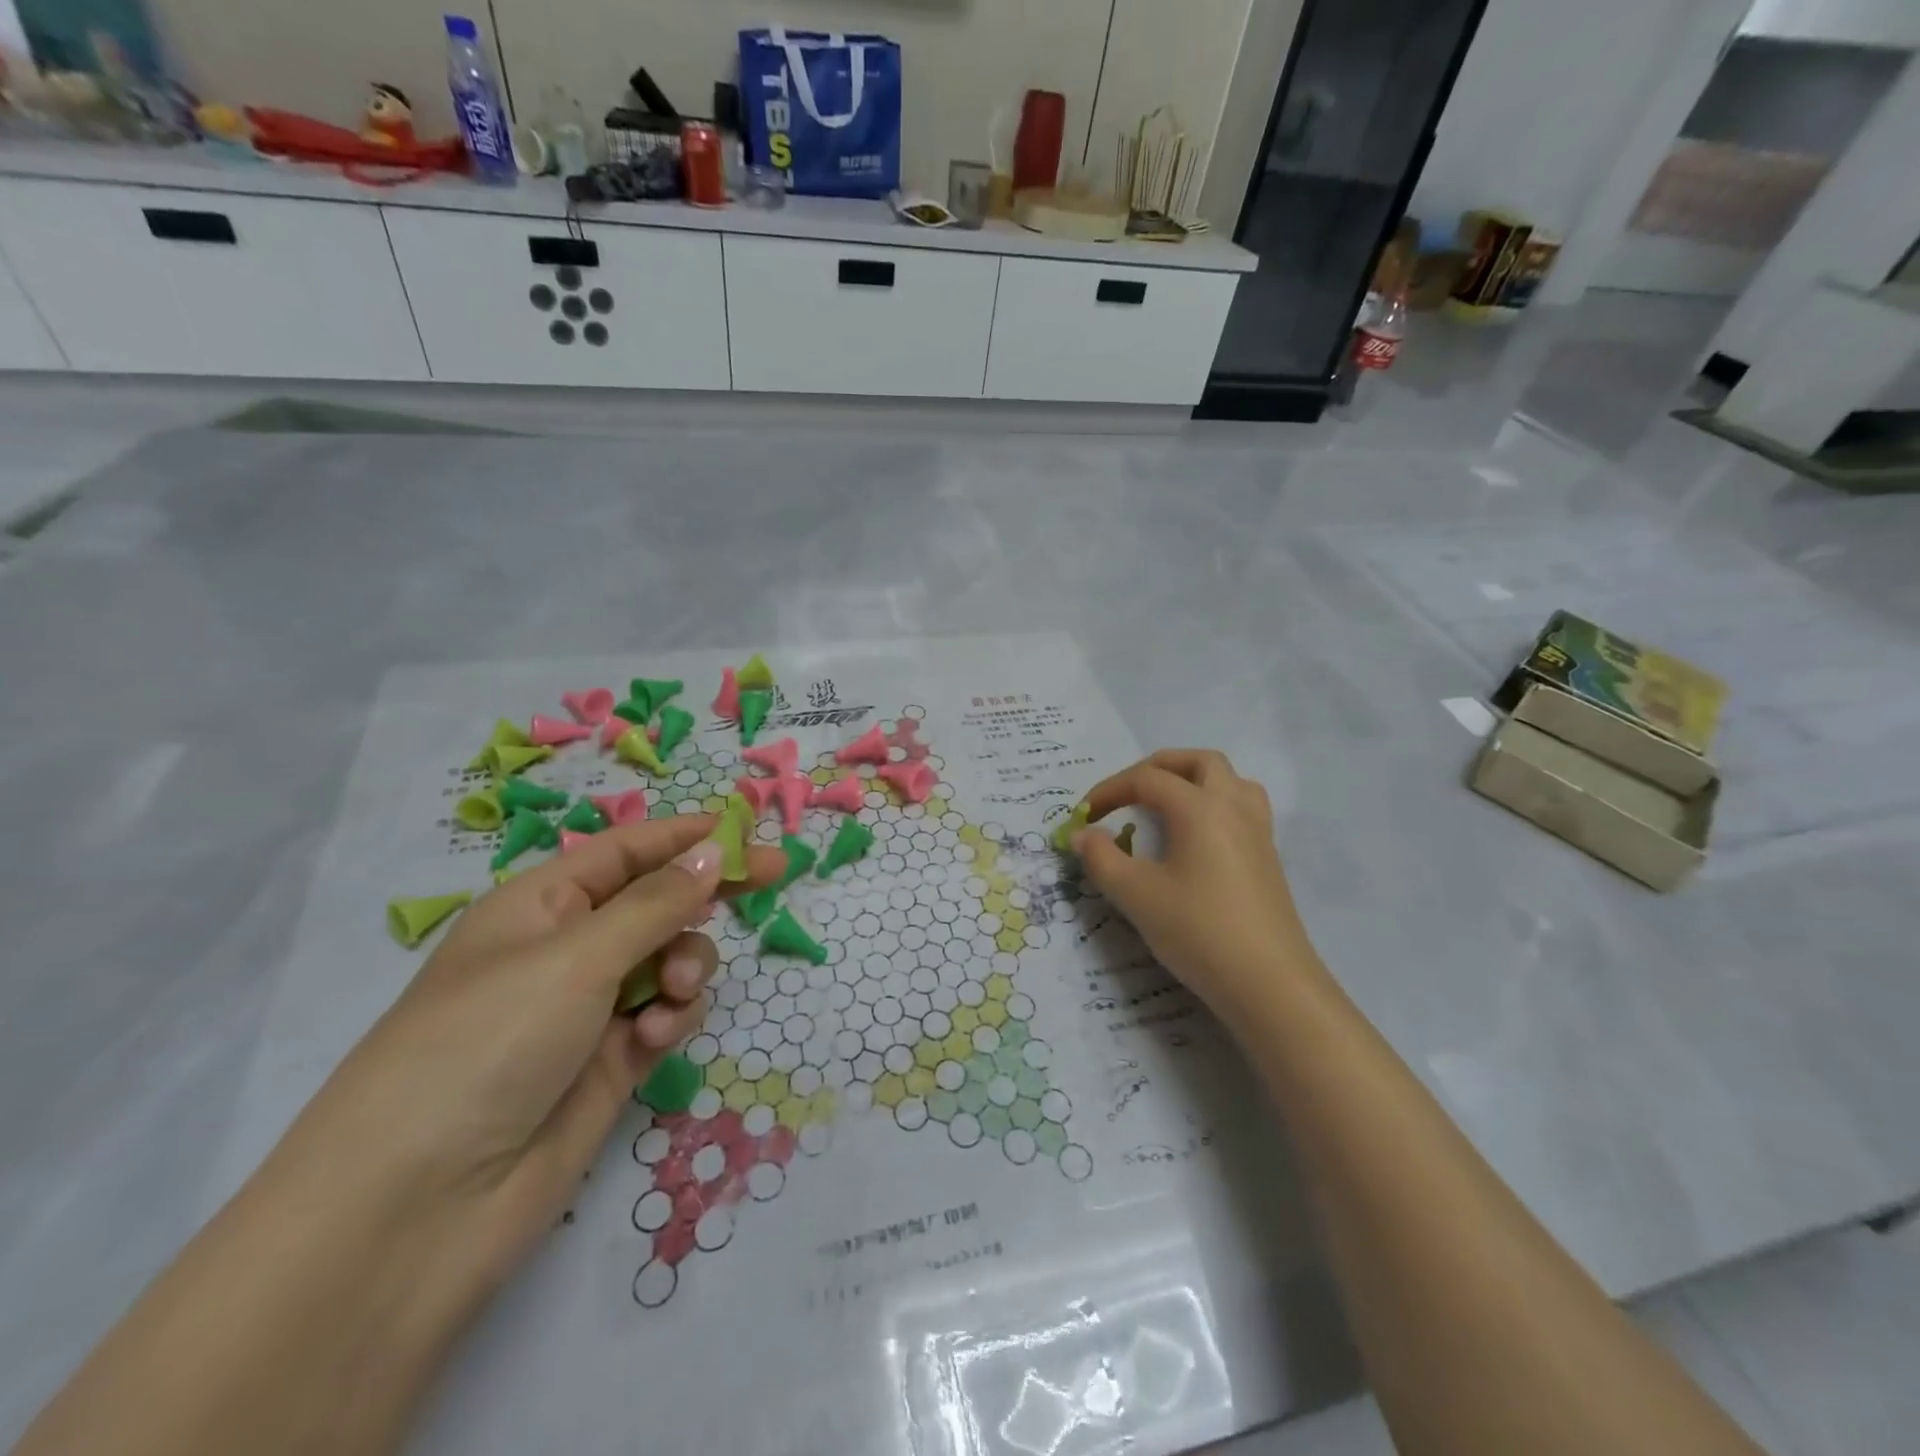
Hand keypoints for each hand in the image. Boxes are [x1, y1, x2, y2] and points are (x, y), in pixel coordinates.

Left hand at [276, 816, 782, 1311]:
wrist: (417, 1211)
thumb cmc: (486, 1045)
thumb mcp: (576, 958)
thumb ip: (657, 903)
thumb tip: (714, 852)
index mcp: (538, 906)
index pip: (625, 851)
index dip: (685, 836)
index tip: (748, 832)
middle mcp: (565, 950)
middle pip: (655, 901)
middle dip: (704, 894)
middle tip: (773, 878)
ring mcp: (588, 1010)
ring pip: (669, 959)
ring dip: (686, 964)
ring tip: (675, 992)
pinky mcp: (609, 1063)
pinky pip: (664, 1015)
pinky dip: (672, 1016)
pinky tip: (658, 1036)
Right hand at [1076, 750, 1317, 1019]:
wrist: (1269, 983)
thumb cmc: (1198, 931)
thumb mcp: (1136, 895)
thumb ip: (1102, 858)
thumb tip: (1082, 835)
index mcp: (1199, 807)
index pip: (1147, 779)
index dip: (1110, 790)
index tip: (1084, 816)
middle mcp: (1233, 806)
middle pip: (1198, 762)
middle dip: (1157, 768)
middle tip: (1128, 792)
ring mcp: (1257, 830)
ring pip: (1229, 779)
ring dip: (1193, 779)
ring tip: (1166, 805)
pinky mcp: (1268, 856)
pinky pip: (1242, 806)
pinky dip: (1214, 803)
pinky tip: (1196, 837)